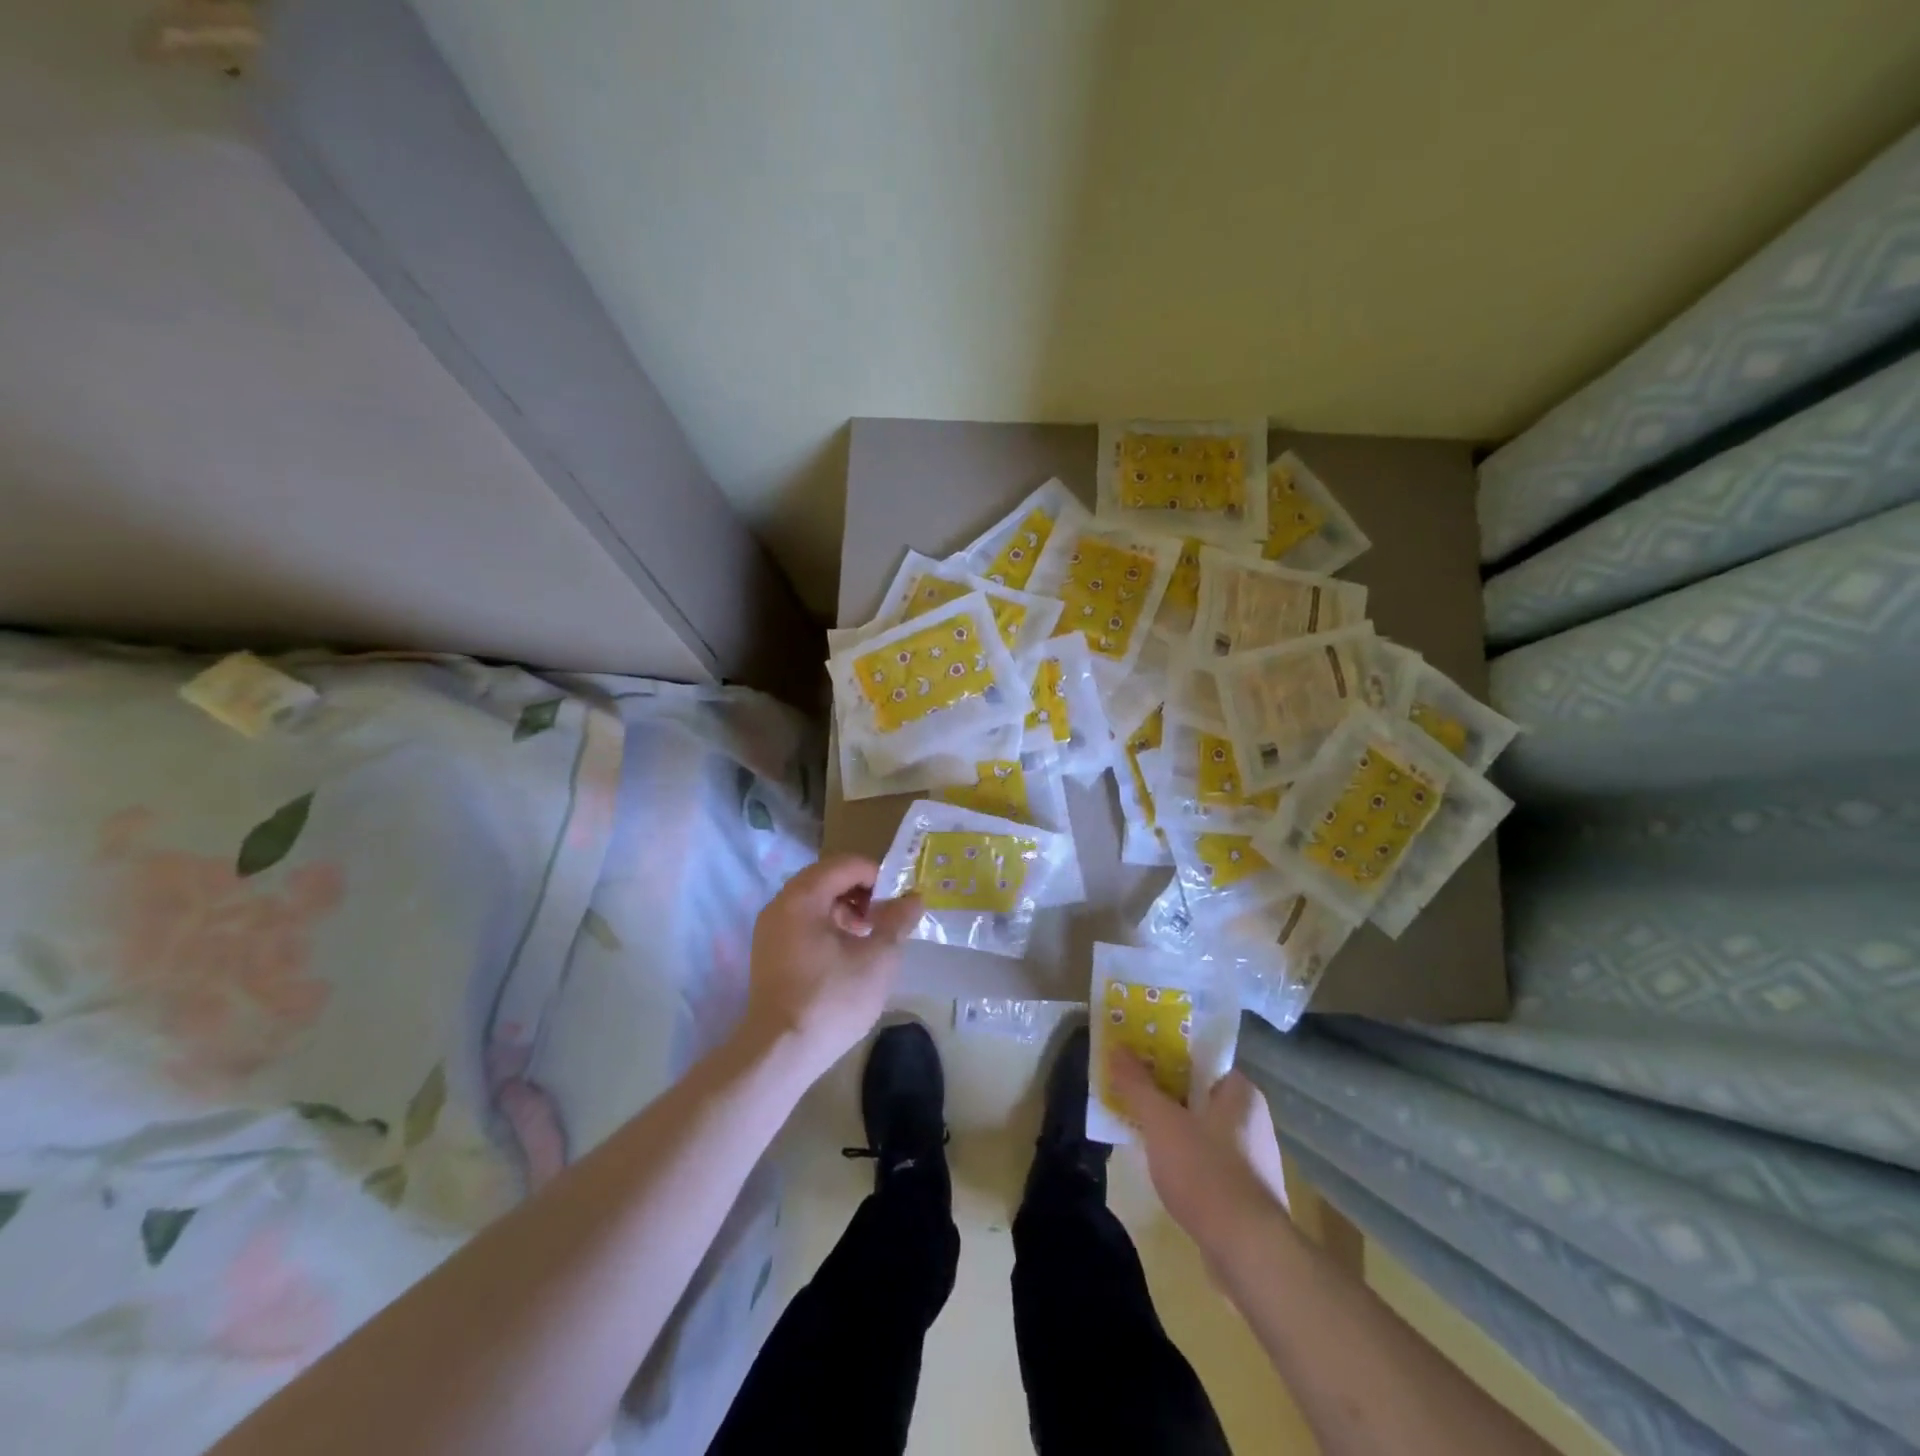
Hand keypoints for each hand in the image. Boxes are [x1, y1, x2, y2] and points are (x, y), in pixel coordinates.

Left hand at [739, 854, 919, 1081]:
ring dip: (845, 909)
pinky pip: (802, 922)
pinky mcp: (768, 952)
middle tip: (885, 917)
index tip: (898, 901)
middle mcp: (780, 904)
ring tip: (869, 937)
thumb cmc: (832, 999)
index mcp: (803, 897)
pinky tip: (846, 954)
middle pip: (827, 878)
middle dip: (862, 892)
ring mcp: (770, 929)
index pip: (846, 864)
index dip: (878, 876)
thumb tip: (913, 898)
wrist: (780, 1053)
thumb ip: (897, 921)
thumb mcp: (878, 959)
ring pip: (814, 901)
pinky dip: (827, 925)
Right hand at [1110, 1052, 1288, 1259]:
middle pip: (1197, 1092)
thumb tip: (1117, 1049)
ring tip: (1135, 1123)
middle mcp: (1252, 1119)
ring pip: (1200, 1127)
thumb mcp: (1161, 1122)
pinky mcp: (1244, 1193)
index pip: (1201, 1058)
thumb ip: (1138, 1085)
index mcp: (1241, 1092)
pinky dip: (1182, 1157)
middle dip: (1163, 1090)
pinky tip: (1158, 1165)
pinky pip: (1205, 1159)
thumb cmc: (1206, 1172)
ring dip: (1170, 1125)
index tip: (1136, 1053)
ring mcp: (1251, 1159)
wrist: (1248, 1253)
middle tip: (1128, 1086)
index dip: (1166, 1052)